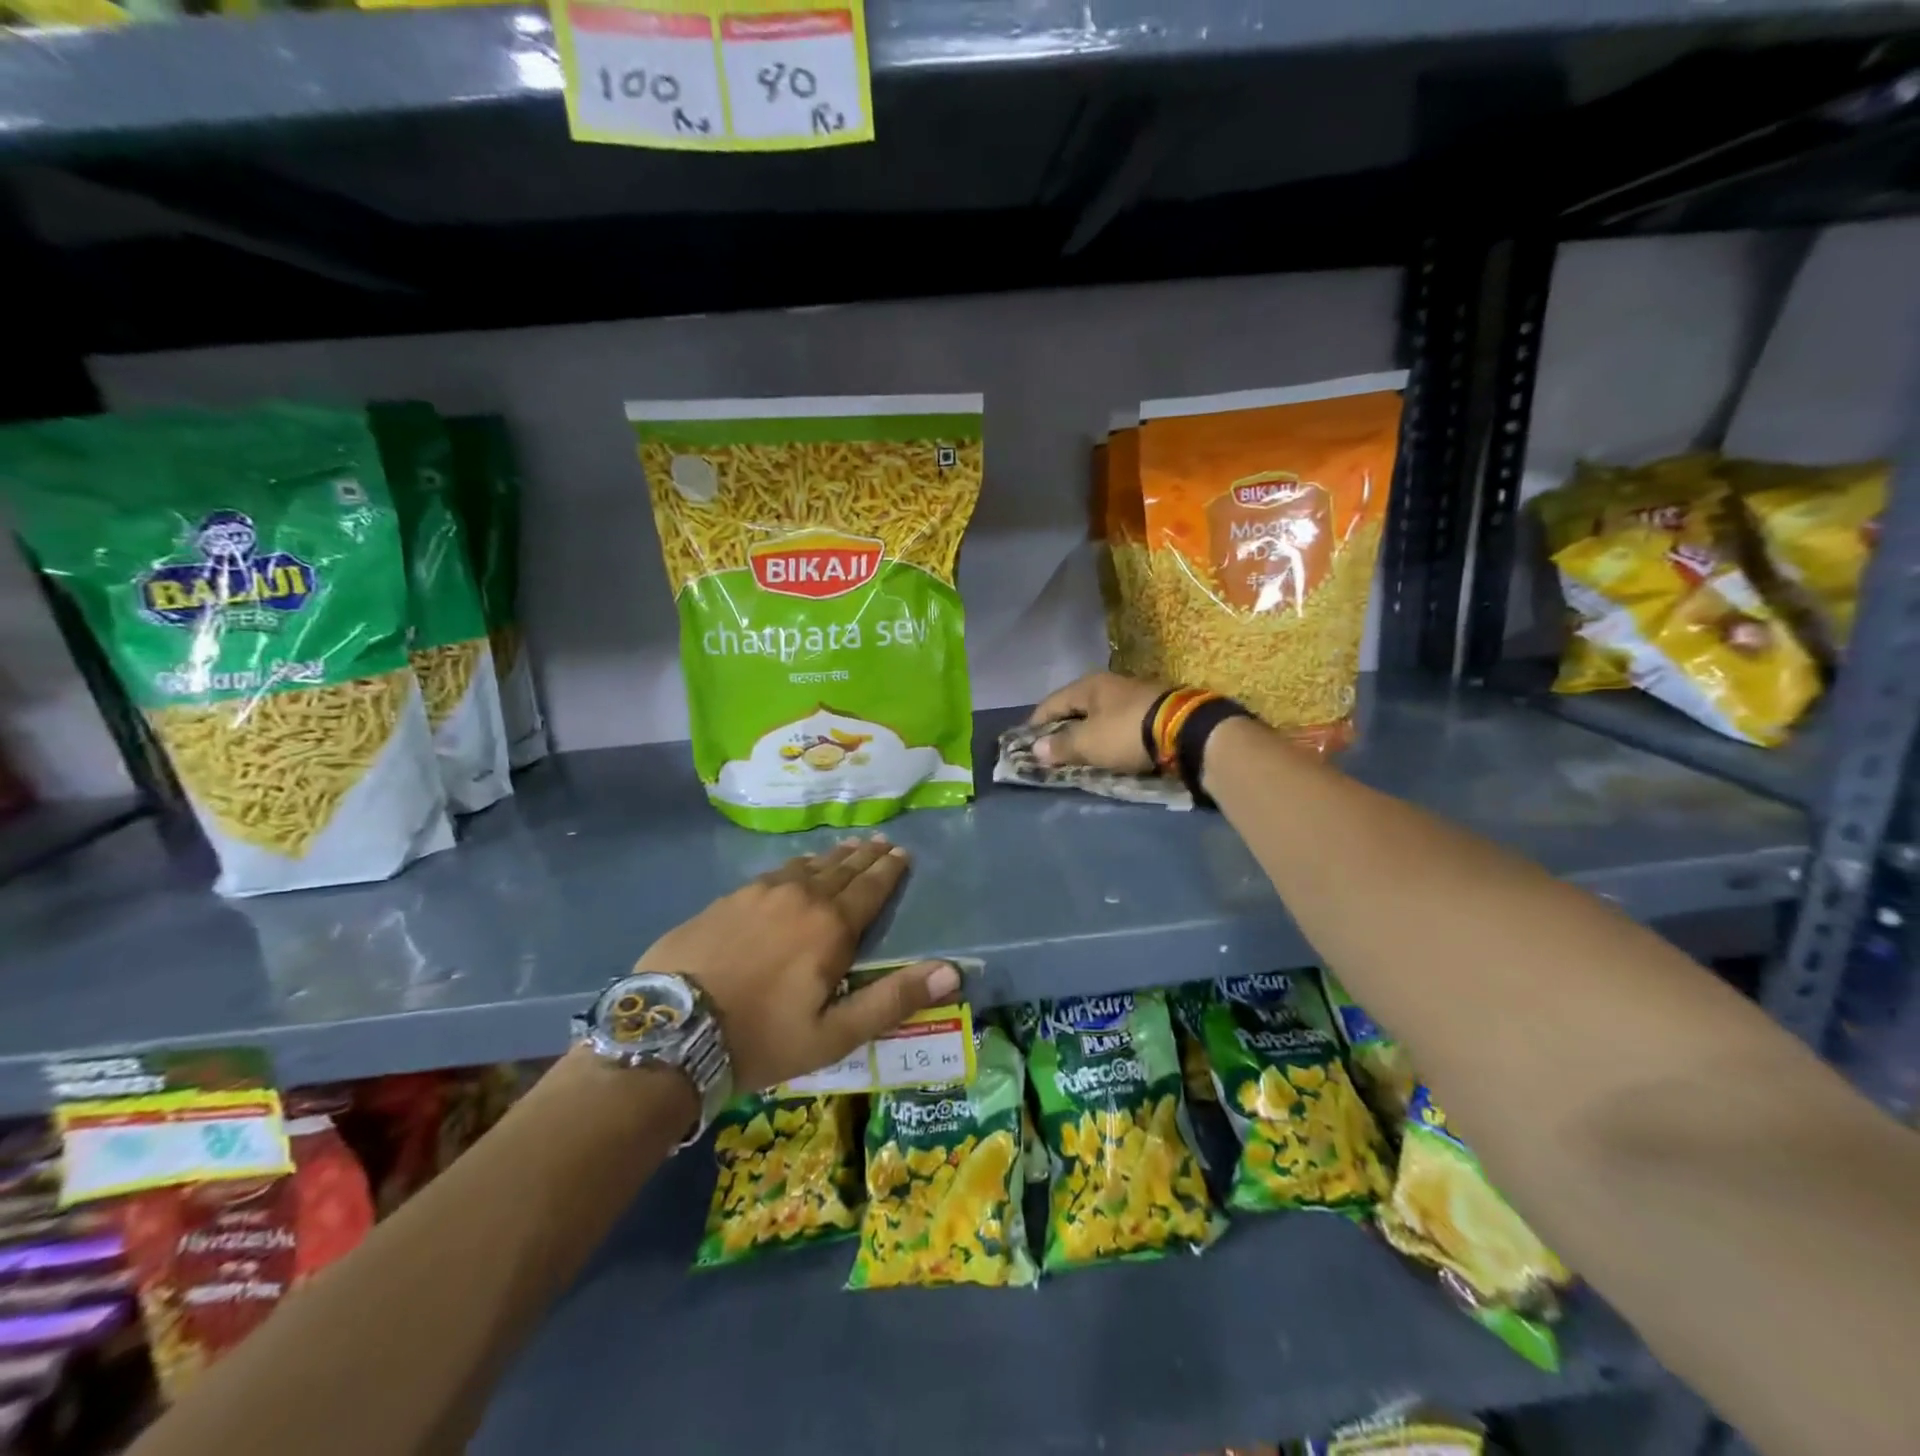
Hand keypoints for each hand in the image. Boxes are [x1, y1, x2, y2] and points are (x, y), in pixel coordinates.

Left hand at [635, 836, 958, 1090]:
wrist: (671, 1031)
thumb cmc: (761, 1038)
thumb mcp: (834, 1034)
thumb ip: (892, 999)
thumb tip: (951, 971)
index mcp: (831, 927)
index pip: (871, 888)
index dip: (890, 870)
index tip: (902, 853)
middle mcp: (801, 897)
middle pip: (843, 869)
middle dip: (867, 856)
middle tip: (883, 842)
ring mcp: (761, 893)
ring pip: (809, 866)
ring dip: (834, 857)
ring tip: (849, 848)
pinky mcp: (729, 898)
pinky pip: (776, 872)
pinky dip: (797, 866)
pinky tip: (797, 866)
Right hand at [1026, 672, 1165, 772]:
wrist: (1187, 730)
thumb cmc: (1126, 733)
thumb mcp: (1089, 743)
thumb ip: (1061, 746)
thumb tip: (1036, 749)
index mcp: (1088, 685)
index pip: (1051, 703)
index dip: (1036, 723)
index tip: (1025, 741)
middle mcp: (1110, 684)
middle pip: (1076, 706)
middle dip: (1062, 727)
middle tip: (1051, 749)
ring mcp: (1134, 695)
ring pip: (1100, 714)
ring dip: (1088, 732)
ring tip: (1079, 751)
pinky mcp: (1154, 710)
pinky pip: (1120, 723)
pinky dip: (1109, 735)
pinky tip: (1108, 748)